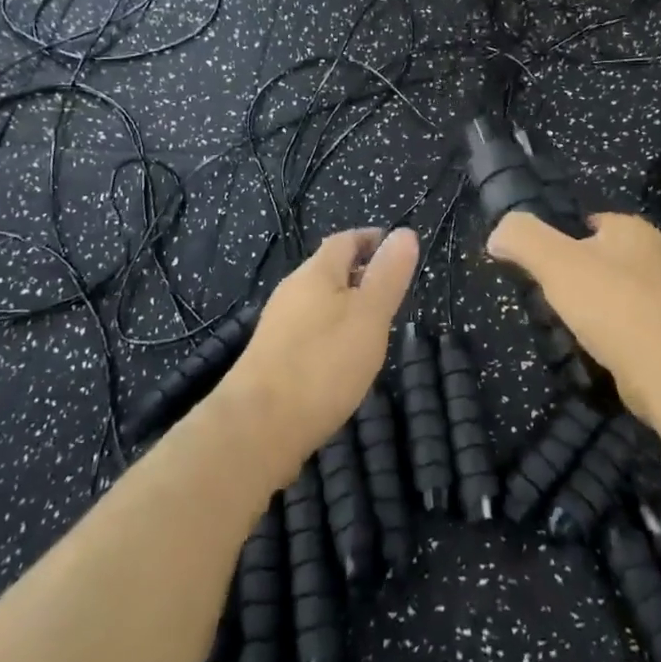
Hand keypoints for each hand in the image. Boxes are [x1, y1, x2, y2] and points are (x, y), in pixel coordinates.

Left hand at [216, 227, 418, 483]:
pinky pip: (307, 331)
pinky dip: (328, 334)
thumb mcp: (369, 316)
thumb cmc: (322, 364)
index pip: (346, 240)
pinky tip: (340, 362)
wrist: (255, 429)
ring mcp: (277, 325)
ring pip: (318, 302)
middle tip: (390, 292)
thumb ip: (388, 274)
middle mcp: (292, 290)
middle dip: (360, 275)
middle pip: (329, 270)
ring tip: (371, 329)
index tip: (396, 249)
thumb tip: (405, 232)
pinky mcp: (269, 358)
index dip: (371, 240)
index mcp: (317, 272)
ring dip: (345, 307)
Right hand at [488, 210, 660, 423]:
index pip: (584, 222)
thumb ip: (522, 237)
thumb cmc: (611, 303)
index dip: (557, 241)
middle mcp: (652, 255)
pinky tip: (590, 348)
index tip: (537, 266)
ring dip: (587, 308)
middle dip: (571, 277)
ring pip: (608, 293)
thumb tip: (497, 234)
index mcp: (632, 228)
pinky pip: (622, 324)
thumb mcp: (554, 260)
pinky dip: (605, 333)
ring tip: (566, 327)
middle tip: (547, 298)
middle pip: (595, 258)